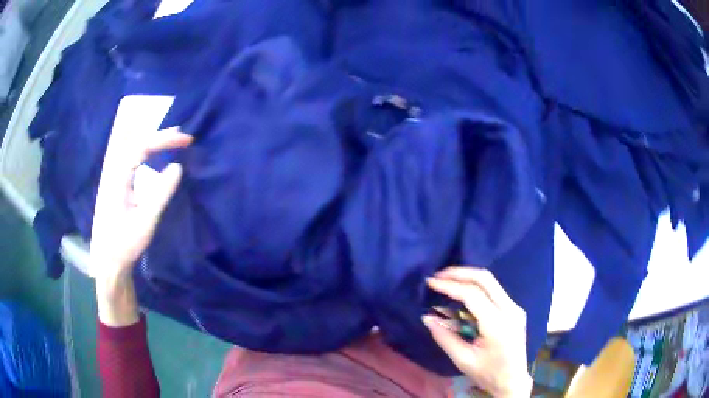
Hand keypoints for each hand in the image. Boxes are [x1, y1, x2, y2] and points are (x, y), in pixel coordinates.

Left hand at [90, 126, 191, 325]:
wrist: (110, 261)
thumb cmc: (125, 244)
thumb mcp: (145, 222)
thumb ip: (161, 194)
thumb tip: (178, 167)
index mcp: (119, 179)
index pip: (141, 147)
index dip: (164, 139)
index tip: (186, 140)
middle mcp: (115, 173)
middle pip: (136, 143)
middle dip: (160, 136)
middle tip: (182, 136)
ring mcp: (115, 179)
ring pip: (133, 150)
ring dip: (153, 142)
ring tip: (172, 140)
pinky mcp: (118, 186)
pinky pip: (133, 160)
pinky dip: (147, 153)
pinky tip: (155, 156)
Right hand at [423, 267, 532, 397]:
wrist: (513, 380)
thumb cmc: (488, 373)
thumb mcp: (463, 360)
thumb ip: (445, 337)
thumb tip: (427, 317)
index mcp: (498, 324)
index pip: (473, 295)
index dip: (450, 286)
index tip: (431, 282)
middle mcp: (510, 310)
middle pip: (486, 279)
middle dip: (460, 273)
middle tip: (439, 275)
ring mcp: (515, 308)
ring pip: (491, 282)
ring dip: (468, 278)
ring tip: (447, 280)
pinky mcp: (515, 309)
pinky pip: (494, 291)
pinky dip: (476, 288)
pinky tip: (462, 293)